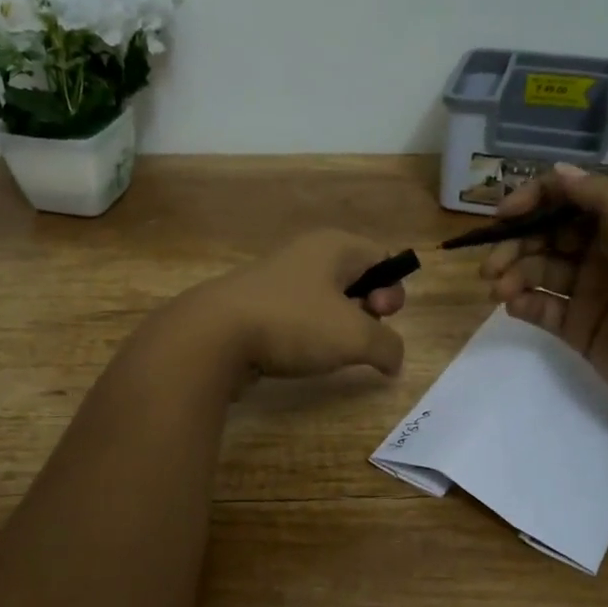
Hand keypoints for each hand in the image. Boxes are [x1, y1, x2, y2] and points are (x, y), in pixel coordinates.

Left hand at [183, 230, 406, 378]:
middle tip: (356, 338)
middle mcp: (305, 254)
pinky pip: (296, 317)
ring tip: (327, 353)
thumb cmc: (293, 323)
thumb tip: (394, 361)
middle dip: (365, 312)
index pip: (382, 258)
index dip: (392, 290)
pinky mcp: (254, 306)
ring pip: (324, 302)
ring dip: (335, 329)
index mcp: (334, 246)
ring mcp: (276, 279)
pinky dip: (304, 337)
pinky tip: (297, 357)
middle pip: (355, 280)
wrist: (213, 336)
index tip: (380, 316)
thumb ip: (388, 347)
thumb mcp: (356, 337)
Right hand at [482, 163, 607, 426]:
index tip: (503, 217)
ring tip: (499, 291)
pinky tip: (514, 307)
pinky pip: (543, 308)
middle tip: (490, 267)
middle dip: (516, 243)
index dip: (535, 199)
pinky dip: (524, 303)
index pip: (573, 198)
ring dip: (514, 274)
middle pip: (549, 235)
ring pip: (540, 271)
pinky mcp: (582, 329)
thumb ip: (606, 201)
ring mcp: (593, 293)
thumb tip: (559, 171)